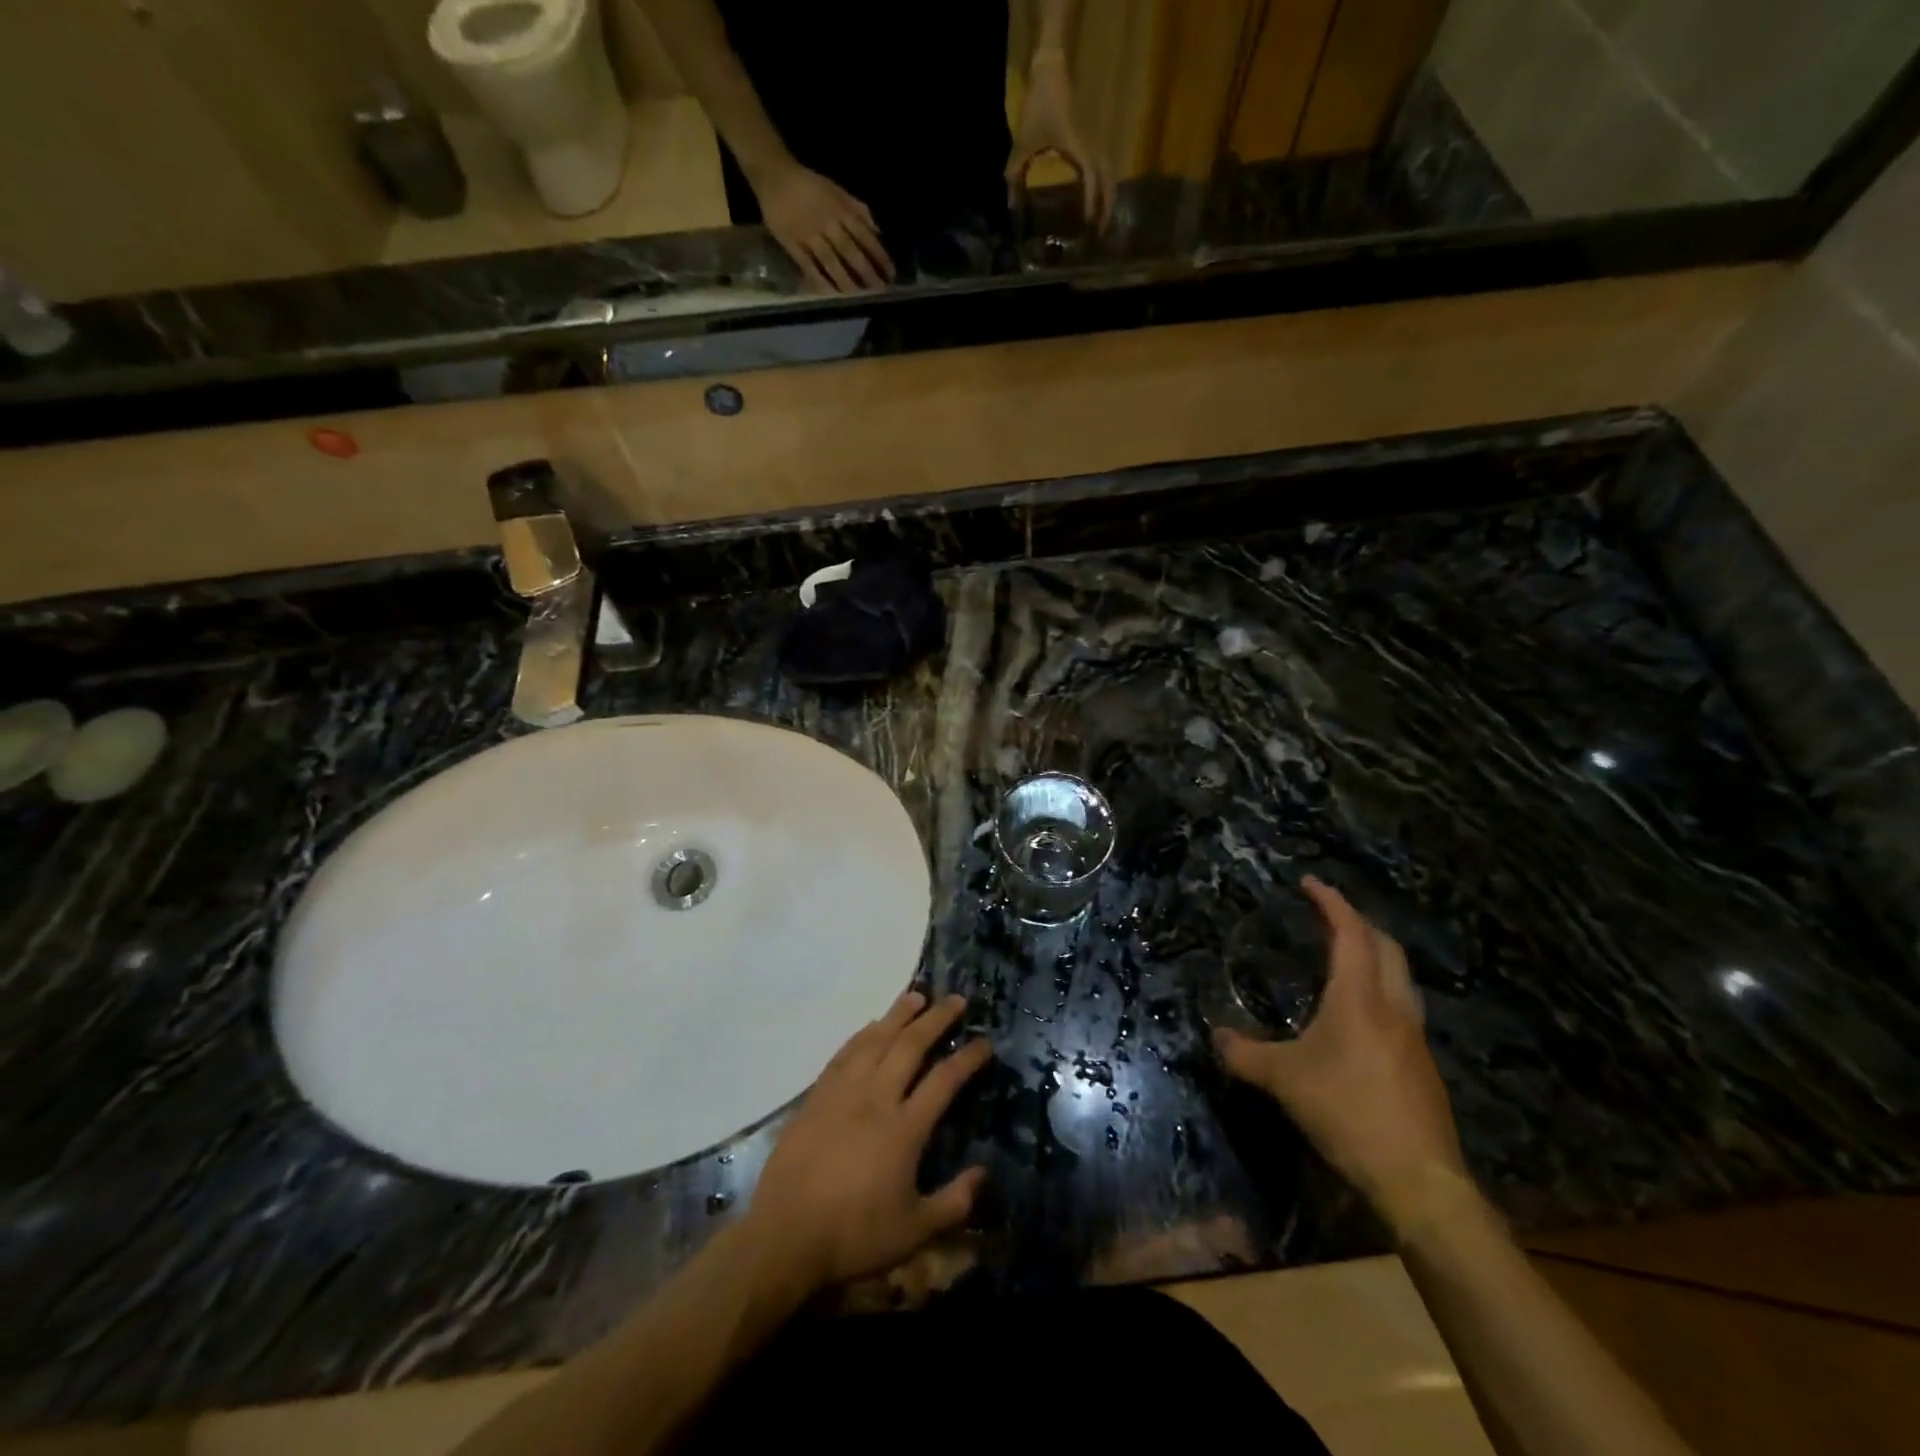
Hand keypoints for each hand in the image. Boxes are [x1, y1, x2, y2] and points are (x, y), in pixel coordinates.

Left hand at [745, 991, 991, 1295]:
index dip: (967, 1058)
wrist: (785, 1235)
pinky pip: (845, 1052)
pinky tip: (872, 1025)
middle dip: (937, 1019)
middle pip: (911, 1045)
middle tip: (956, 999)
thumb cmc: (854, 1235)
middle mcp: (877, 1098)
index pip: (944, 1080)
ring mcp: (844, 1092)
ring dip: (899, 1014)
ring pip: (876, 1039)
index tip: (984, 1041)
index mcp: (905, 1128)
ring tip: (916, 996)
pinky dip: (863, 1033)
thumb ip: (954, 1202)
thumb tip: (984, 1173)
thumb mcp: (914, 1231)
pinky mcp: (817, 1096)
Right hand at [750, 158, 894, 292]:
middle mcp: (827, 224)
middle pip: (850, 252)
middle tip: (879, 291)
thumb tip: (878, 231)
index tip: (890, 274)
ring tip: (858, 296)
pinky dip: (820, 281)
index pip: (865, 236)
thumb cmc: (809, 184)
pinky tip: (830, 294)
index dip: (879, 256)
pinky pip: (808, 266)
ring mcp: (809, 235)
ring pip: (831, 262)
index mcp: (840, 210)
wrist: (775, 174)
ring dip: (846, 281)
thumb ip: (858, 210)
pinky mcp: (792, 244)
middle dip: (866, 273)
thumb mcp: (837, 191)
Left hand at [1006, 50, 1112, 231]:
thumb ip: (1016, 173)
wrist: (1051, 69)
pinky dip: (1103, 186)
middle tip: (1099, 234)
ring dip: (1108, 198)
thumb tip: (1012, 205)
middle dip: (1106, 208)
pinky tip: (1096, 200)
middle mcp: (1091, 146)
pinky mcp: (1091, 140)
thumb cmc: (1038, 104)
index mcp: (1078, 147)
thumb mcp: (1023, 141)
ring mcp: (1094, 142)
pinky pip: (1103, 168)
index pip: (1091, 177)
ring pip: (1109, 175)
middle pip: (1108, 181)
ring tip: (1101, 221)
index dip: (1092, 201)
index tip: (1089, 223)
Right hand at [1214, 878, 1466, 1224]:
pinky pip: (1403, 1008)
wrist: (1419, 1178)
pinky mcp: (1423, 1066)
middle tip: (1328, 916)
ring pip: (1401, 977)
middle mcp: (1393, 1007)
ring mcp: (1415, 1038)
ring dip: (1376, 956)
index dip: (1331, 902)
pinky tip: (1361, 1017)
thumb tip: (1216, 1037)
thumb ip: (1245, 1054)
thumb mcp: (1283, 1080)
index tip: (1310, 882)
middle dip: (1359, 923)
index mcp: (1360, 998)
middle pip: (1386, 947)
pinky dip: (1381, 991)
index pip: (1350, 933)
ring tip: (1345, 958)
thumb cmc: (1347, 1112)